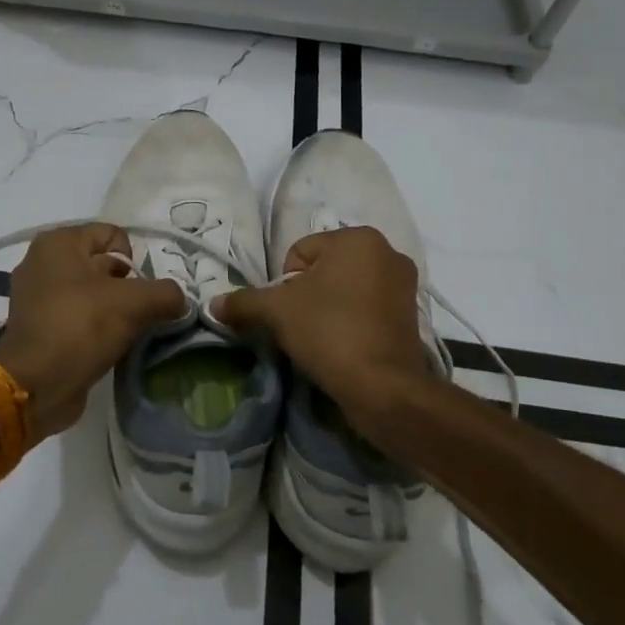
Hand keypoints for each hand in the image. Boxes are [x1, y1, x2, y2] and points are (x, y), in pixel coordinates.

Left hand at [0, 223, 188, 437]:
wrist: (35, 385)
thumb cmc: (81, 327)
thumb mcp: (135, 303)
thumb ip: (166, 293)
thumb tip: (179, 300)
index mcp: (59, 242)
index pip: (114, 236)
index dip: (135, 261)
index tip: (140, 292)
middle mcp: (42, 261)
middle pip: (103, 265)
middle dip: (126, 288)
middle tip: (137, 314)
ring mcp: (35, 296)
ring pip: (92, 294)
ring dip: (113, 311)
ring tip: (124, 334)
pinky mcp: (37, 327)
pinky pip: (77, 317)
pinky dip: (94, 329)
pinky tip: (106, 347)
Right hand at [213, 227, 434, 426]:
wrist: (382, 386)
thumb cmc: (329, 332)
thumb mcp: (276, 312)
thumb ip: (243, 301)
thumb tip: (213, 304)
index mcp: (358, 238)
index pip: (299, 252)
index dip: (284, 284)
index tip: (288, 312)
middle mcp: (387, 252)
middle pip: (324, 269)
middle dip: (308, 295)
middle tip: (302, 326)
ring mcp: (405, 284)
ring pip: (346, 290)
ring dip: (329, 308)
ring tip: (322, 338)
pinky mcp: (411, 315)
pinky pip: (367, 309)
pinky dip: (352, 322)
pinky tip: (343, 346)